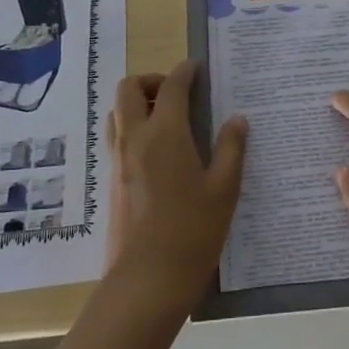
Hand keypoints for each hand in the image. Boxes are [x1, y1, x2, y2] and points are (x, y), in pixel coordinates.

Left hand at [103, 61, 247, 310]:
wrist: (147, 280)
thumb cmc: (193, 232)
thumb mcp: (225, 189)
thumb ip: (232, 148)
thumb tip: (237, 119)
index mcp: (165, 134)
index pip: (171, 86)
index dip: (185, 71)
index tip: (198, 68)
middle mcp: (134, 139)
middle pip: (128, 88)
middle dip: (151, 80)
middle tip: (178, 94)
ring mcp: (118, 161)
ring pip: (117, 113)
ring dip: (138, 103)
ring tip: (168, 120)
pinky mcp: (111, 181)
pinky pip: (118, 137)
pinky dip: (134, 128)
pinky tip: (162, 153)